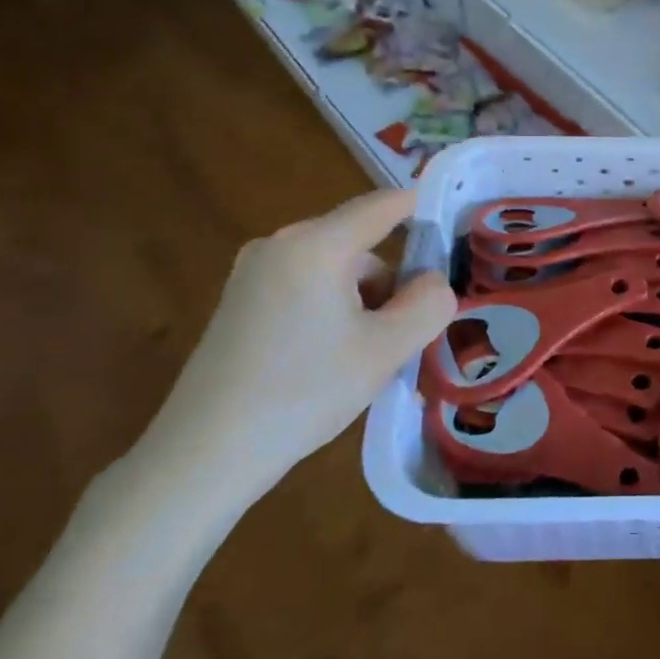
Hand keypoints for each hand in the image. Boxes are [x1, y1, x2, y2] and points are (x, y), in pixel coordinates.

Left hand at [137, 189, 455, 510]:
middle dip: (391, 281)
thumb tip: (434, 281)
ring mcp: (253, 272)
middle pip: (360, 243)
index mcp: (316, 245)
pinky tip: (328, 360)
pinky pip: (306, 286)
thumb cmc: (304, 392)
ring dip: (362, 301)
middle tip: (406, 333)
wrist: (205, 453)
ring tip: (365, 357)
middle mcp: (281, 244)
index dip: (423, 209)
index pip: (383, 205)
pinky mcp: (240, 301)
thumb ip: (429, 304)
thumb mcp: (387, 350)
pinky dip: (332, 310)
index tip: (453, 230)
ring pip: (334, 269)